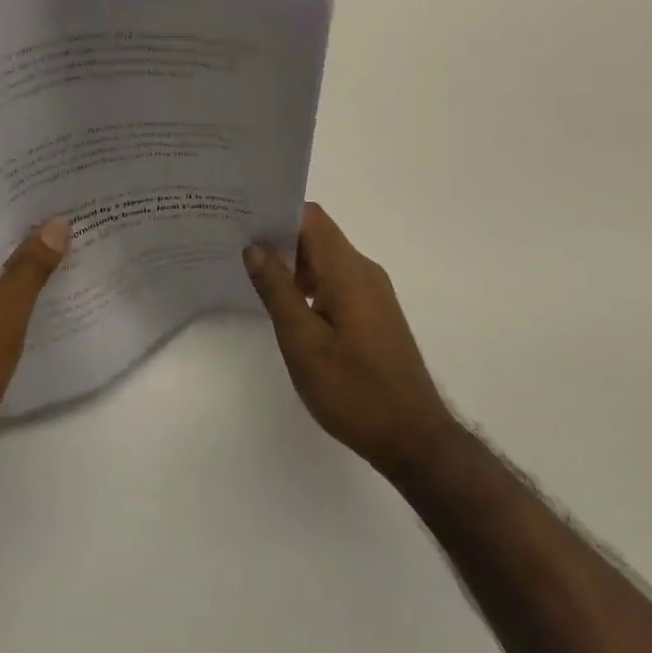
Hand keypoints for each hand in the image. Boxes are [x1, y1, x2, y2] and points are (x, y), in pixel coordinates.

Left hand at [0, 220, 69, 489]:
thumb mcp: (3, 317)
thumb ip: (30, 268)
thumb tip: (56, 223)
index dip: (16, 210)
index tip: (54, 198)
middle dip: (23, 240)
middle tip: (70, 222)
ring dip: (17, 270)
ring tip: (65, 253)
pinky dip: (7, 297)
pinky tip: (41, 297)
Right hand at [244, 202, 457, 477]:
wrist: (414, 439)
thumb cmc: (354, 389)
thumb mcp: (303, 341)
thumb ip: (277, 290)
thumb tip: (254, 247)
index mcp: (348, 270)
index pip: (311, 217)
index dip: (277, 213)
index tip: (243, 220)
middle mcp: (364, 271)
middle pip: (318, 236)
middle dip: (279, 238)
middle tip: (237, 247)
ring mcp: (373, 294)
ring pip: (327, 261)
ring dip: (294, 264)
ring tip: (254, 276)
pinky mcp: (375, 315)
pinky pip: (337, 282)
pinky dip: (310, 284)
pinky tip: (287, 307)